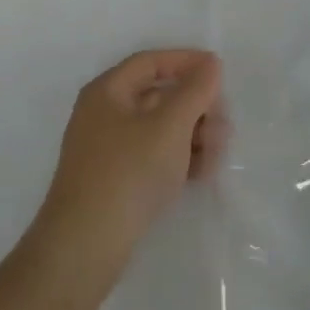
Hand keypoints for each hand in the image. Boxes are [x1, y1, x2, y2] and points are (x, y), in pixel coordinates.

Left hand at [26, 50, 228, 297]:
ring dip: (193, 134)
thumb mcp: (169, 125)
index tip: (219, 73)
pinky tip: (202, 173)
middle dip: (196, 107)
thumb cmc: (128, 172)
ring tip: (217, 154)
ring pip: (160, 129)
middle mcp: (104, 114)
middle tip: (223, 125)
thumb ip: (195, 90)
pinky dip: (179, 158)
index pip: (151, 62)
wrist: (85, 247)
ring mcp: (109, 150)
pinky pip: (154, 156)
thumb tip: (210, 63)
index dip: (186, 62)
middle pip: (159, 95)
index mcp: (108, 91)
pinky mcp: (117, 181)